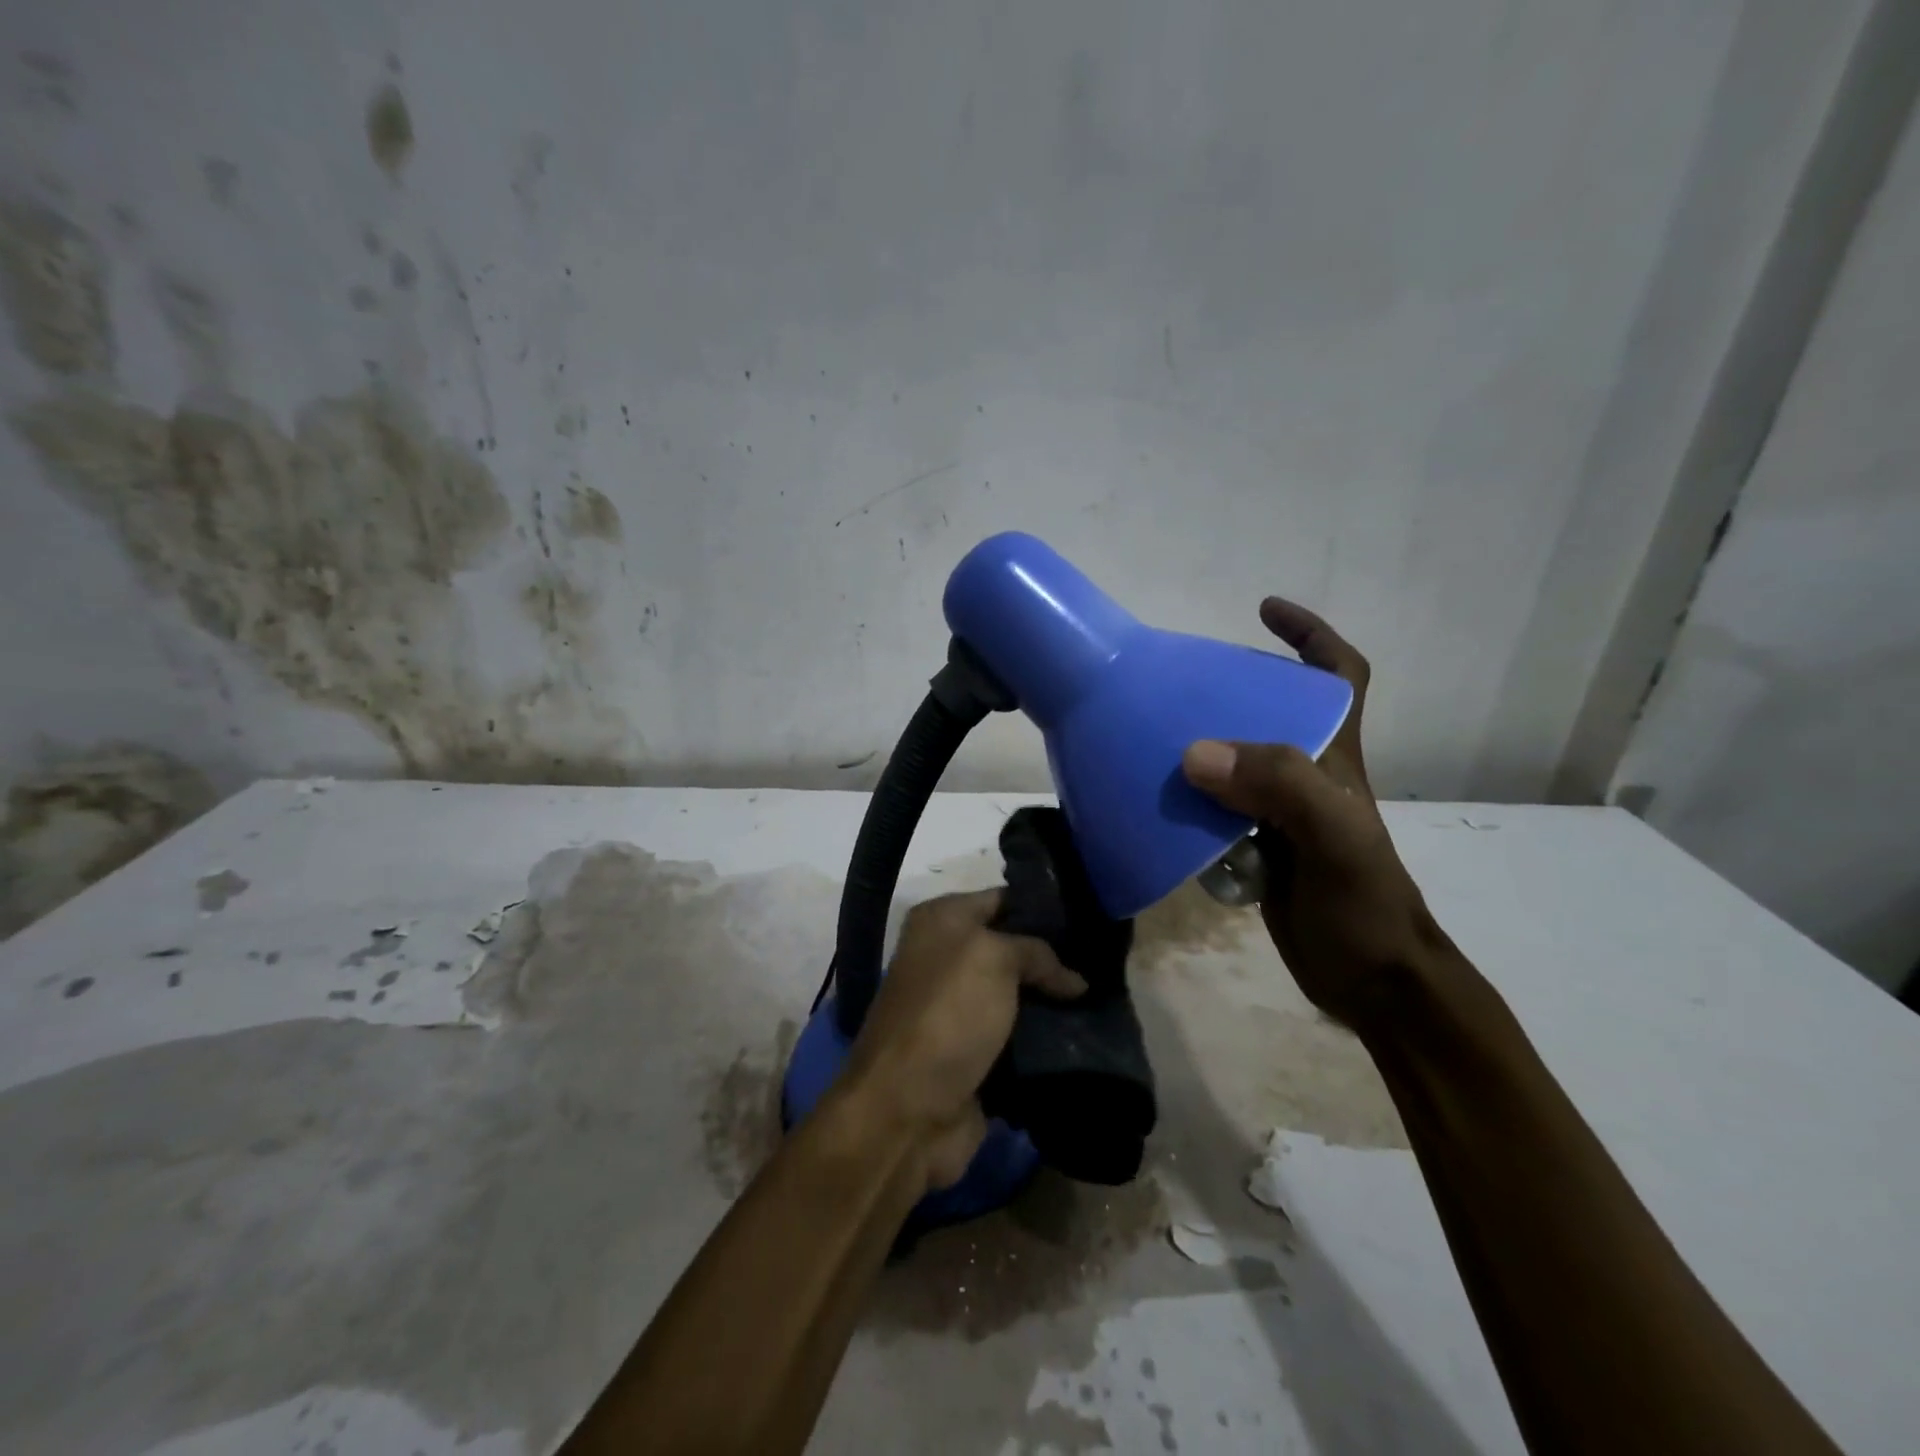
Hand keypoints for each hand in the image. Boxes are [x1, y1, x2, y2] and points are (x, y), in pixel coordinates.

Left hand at [843, 890, 1085, 1189]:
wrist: (908, 1110)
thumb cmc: (947, 1014)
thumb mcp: (994, 959)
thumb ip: (1037, 952)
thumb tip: (1073, 979)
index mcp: (941, 920)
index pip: (1003, 899)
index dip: (1044, 906)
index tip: (1092, 916)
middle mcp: (946, 957)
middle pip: (1013, 948)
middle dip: (1055, 957)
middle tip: (1105, 961)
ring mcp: (959, 1008)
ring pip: (1019, 994)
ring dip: (1054, 1001)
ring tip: (1106, 997)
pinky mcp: (974, 1053)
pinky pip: (1019, 1036)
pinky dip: (1046, 1039)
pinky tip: (1087, 1034)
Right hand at [1181, 599, 1445, 1031]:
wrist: (1372, 983)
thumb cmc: (1364, 905)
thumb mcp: (1334, 839)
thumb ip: (1279, 787)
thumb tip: (1195, 752)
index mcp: (1334, 757)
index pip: (1338, 675)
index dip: (1309, 634)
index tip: (1263, 610)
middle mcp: (1306, 775)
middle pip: (1270, 711)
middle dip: (1228, 688)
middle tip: (1174, 683)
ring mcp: (1279, 813)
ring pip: (1235, 761)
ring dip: (1198, 745)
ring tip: (1147, 733)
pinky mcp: (1255, 847)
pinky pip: (1213, 808)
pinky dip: (1185, 798)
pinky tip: (1153, 799)